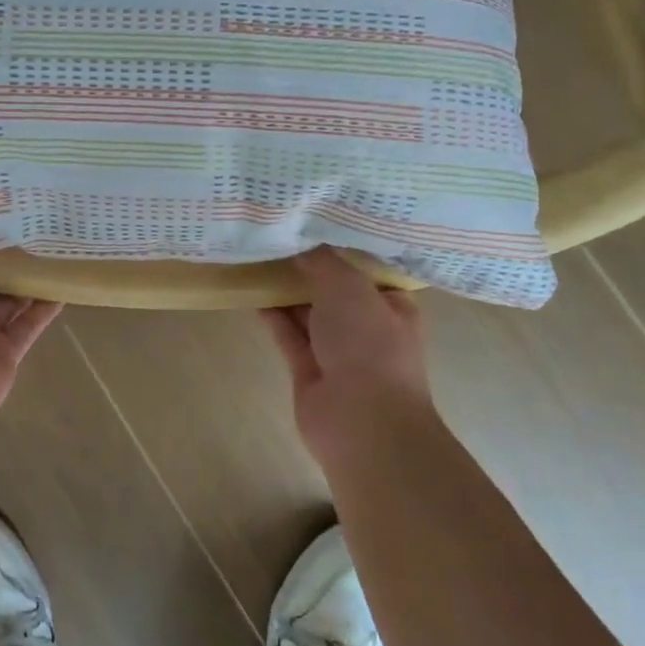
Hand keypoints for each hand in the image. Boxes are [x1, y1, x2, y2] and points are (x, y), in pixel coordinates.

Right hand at [261, 247, 436, 461]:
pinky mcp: (308, 371)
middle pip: (333, 290)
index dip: (340, 248)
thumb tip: (299, 244)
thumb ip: (322, 262)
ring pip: (308, 313)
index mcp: (391, 305)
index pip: (366, 270)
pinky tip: (252, 292)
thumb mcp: (348, 287)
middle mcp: (367, 326)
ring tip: (257, 259)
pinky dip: (272, 315)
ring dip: (286, 290)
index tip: (310, 224)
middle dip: (308, 268)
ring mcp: (337, 351)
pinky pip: (288, 335)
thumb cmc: (368, 345)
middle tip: (276, 237)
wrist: (362, 421)